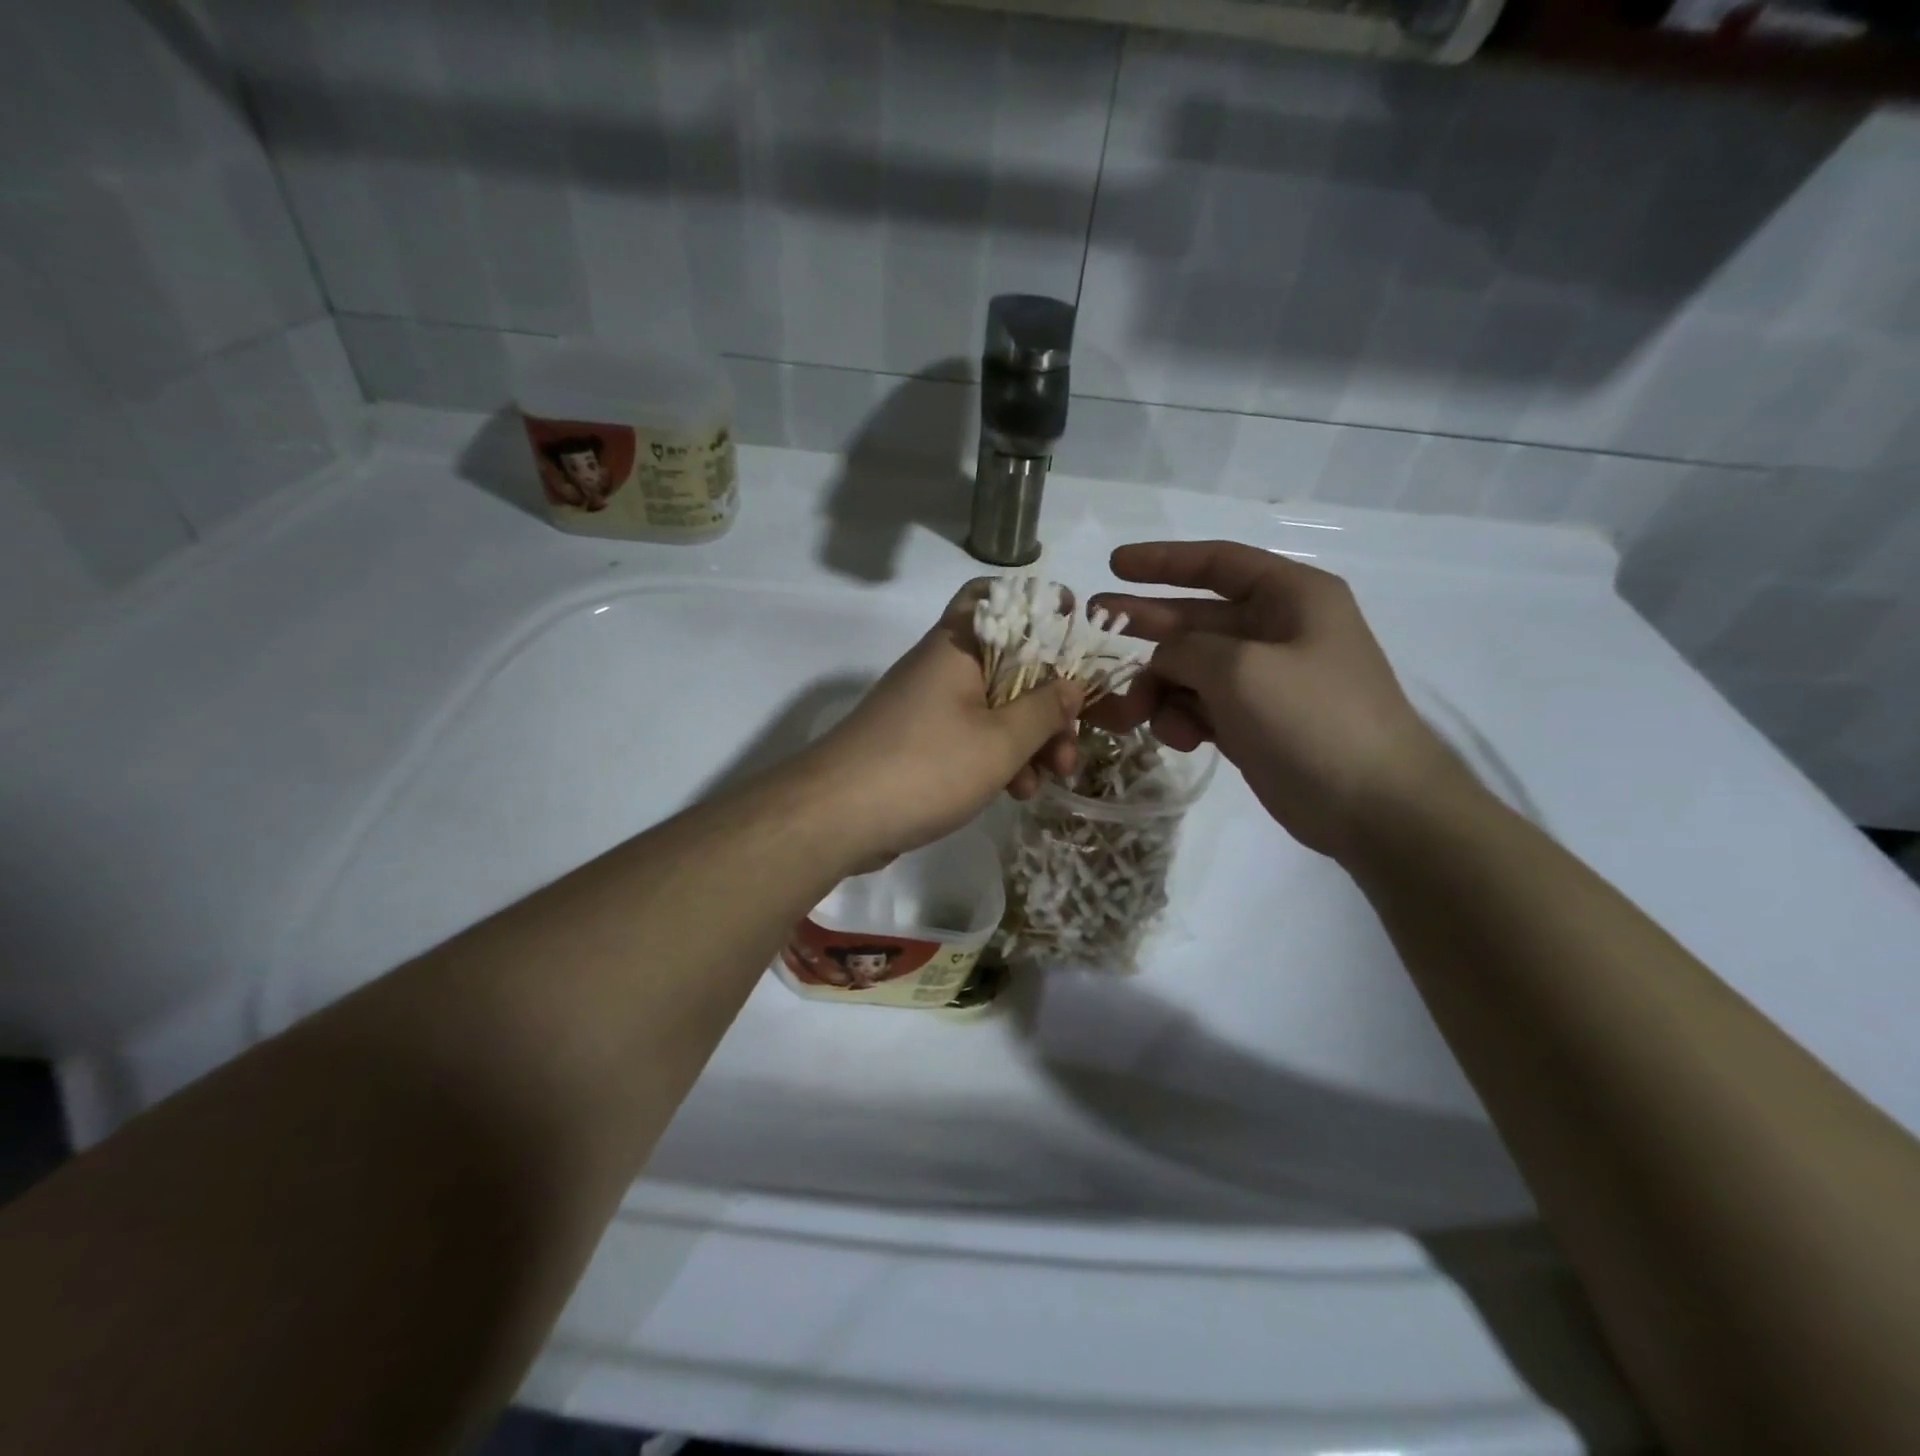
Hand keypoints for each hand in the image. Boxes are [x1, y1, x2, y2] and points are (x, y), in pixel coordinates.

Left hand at [796, 580, 1082, 865]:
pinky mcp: (919, 743)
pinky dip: (997, 758)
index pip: (998, 598)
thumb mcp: (999, 742)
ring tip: (1049, 779)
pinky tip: (1016, 793)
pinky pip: (971, 737)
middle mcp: (942, 668)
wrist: (835, 817)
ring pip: (994, 707)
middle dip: (1047, 703)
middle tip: (1069, 744)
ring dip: (1028, 739)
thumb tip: (1072, 685)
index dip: (1040, 607)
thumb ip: (1043, 711)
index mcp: (959, 647)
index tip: (1076, 632)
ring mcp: (928, 706)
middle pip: (1009, 665)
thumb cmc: (925, 767)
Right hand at [1091, 540, 1472, 861]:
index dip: (1163, 561)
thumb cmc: (1312, 719)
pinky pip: (1202, 706)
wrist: (1372, 806)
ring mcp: (1265, 681)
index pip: (1218, 562)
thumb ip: (1186, 649)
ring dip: (1159, 688)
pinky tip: (1178, 738)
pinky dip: (1182, 718)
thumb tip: (1163, 659)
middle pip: (1196, 618)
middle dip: (1146, 623)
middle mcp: (1278, 631)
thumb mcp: (1239, 669)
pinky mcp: (1254, 723)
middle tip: (1094, 621)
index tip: (1115, 565)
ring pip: (1191, 669)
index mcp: (1291, 597)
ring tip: (1130, 713)